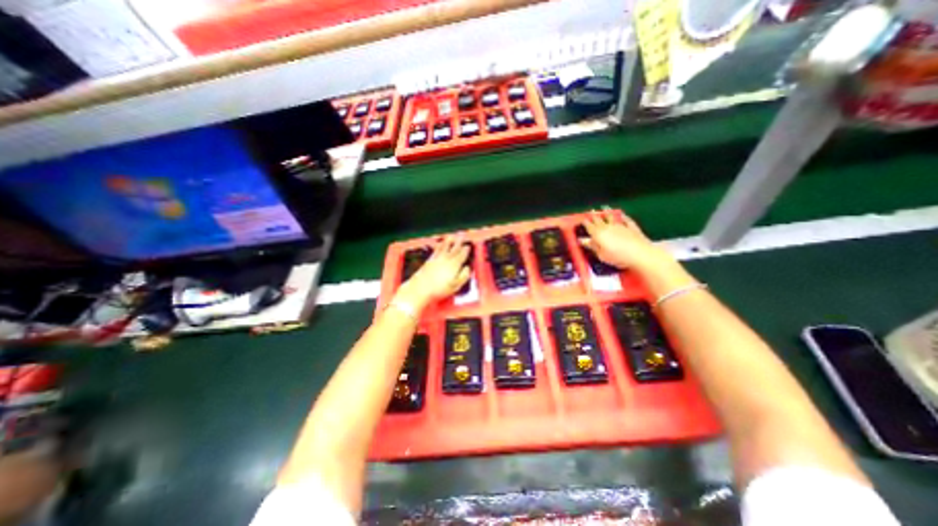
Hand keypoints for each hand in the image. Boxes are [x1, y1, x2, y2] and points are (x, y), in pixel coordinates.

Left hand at [393, 235, 468, 307]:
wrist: (421, 288)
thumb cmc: (439, 289)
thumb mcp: (456, 285)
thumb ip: (464, 276)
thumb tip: (467, 268)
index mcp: (455, 264)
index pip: (462, 255)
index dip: (466, 250)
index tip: (468, 246)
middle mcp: (446, 259)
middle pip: (454, 249)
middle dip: (459, 242)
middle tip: (462, 236)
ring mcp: (437, 258)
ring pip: (445, 247)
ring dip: (449, 241)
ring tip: (452, 236)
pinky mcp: (430, 260)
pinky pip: (436, 250)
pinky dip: (439, 245)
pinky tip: (440, 244)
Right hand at [580, 211, 673, 272]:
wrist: (640, 254)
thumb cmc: (618, 256)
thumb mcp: (601, 255)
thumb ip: (592, 246)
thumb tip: (583, 241)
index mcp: (598, 234)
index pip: (589, 226)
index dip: (585, 222)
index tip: (582, 219)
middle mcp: (608, 227)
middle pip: (599, 220)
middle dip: (593, 216)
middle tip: (590, 211)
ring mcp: (621, 226)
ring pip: (611, 217)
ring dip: (607, 212)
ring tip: (604, 208)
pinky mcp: (632, 227)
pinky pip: (626, 219)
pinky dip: (623, 216)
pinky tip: (622, 214)